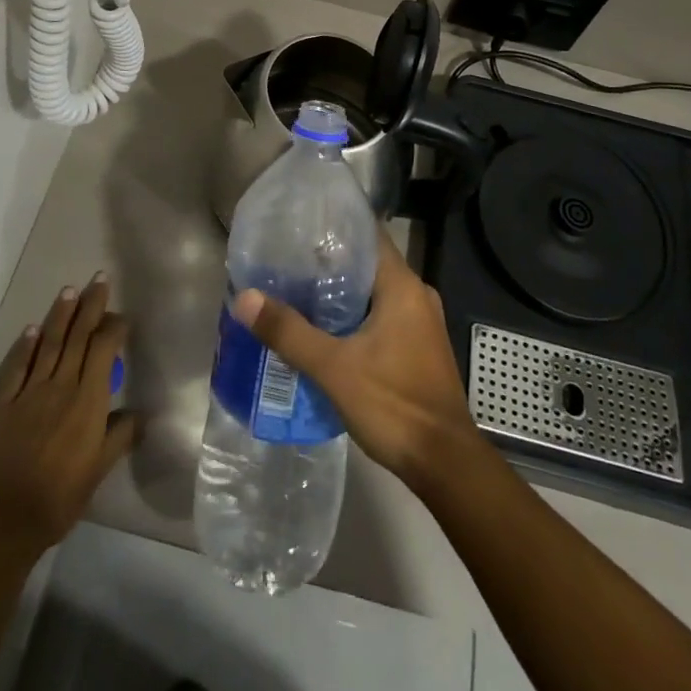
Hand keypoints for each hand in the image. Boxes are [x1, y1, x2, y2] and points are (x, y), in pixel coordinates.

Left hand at [0, 274, 136, 557]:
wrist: (4, 519)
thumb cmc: (60, 497)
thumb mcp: (99, 471)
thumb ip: (119, 437)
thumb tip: (139, 414)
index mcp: (88, 400)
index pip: (103, 349)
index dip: (114, 328)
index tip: (122, 316)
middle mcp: (61, 385)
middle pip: (78, 336)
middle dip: (91, 306)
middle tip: (99, 279)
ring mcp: (31, 391)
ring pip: (50, 343)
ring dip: (60, 315)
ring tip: (69, 291)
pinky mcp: (5, 403)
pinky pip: (18, 367)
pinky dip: (26, 346)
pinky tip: (32, 329)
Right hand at [231, 231, 480, 495]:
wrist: (446, 465)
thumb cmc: (394, 404)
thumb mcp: (334, 368)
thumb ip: (289, 332)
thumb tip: (244, 298)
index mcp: (402, 286)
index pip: (368, 235)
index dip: (336, 226)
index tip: (301, 225)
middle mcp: (416, 295)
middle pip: (368, 264)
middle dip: (330, 263)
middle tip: (288, 262)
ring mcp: (421, 323)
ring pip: (374, 294)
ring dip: (341, 294)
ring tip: (298, 293)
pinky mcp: (419, 348)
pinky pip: (382, 317)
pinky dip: (355, 317)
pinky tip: (325, 331)